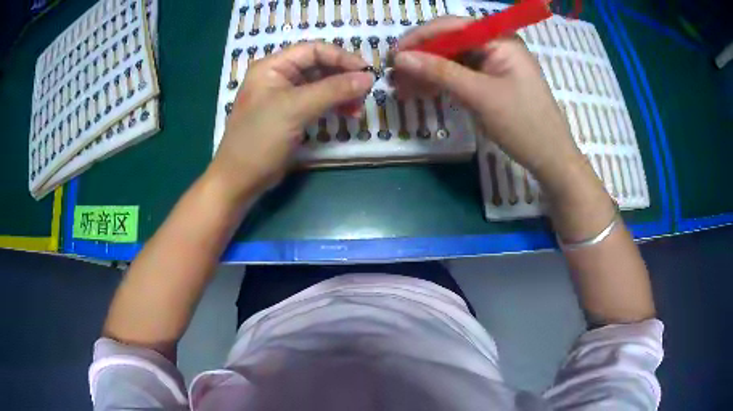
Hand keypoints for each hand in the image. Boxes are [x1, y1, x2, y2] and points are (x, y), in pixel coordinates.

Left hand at [210, 42, 374, 198]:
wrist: (240, 179)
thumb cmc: (260, 138)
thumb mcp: (296, 109)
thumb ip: (334, 90)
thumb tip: (369, 78)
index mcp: (272, 67)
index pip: (313, 50)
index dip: (341, 57)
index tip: (366, 72)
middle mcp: (278, 76)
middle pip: (319, 66)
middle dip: (343, 77)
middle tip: (365, 92)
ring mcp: (284, 97)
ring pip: (321, 85)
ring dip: (342, 93)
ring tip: (358, 108)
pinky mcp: (291, 115)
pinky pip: (317, 103)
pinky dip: (334, 106)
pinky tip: (348, 114)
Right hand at [392, 17, 583, 182]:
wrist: (550, 159)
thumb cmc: (523, 124)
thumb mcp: (480, 95)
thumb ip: (440, 72)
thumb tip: (400, 57)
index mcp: (499, 39)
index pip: (452, 26)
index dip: (420, 37)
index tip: (393, 54)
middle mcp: (496, 46)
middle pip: (450, 43)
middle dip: (421, 59)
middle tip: (394, 77)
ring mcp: (494, 65)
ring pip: (452, 61)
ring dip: (427, 73)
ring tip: (401, 89)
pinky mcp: (491, 83)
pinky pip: (460, 76)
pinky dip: (441, 84)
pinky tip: (421, 93)